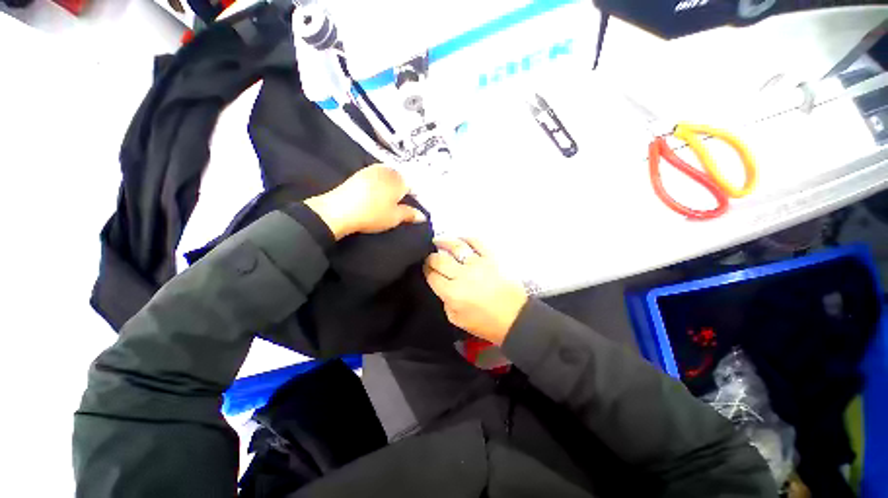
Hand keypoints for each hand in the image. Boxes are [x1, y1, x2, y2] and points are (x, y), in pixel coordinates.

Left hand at [304, 165, 426, 239]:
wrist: (339, 210)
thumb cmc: (372, 214)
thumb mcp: (394, 217)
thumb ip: (410, 214)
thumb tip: (422, 216)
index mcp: (400, 179)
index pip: (414, 184)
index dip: (416, 195)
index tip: (414, 204)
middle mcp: (388, 170)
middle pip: (402, 177)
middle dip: (405, 188)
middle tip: (403, 202)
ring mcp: (373, 169)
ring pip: (389, 175)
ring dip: (392, 185)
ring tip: (391, 199)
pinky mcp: (360, 173)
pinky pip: (377, 176)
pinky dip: (381, 183)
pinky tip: (377, 193)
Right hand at [423, 238, 527, 344]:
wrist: (515, 318)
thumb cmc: (485, 323)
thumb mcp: (457, 319)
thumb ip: (445, 301)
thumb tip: (442, 286)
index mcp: (452, 292)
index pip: (432, 276)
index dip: (426, 270)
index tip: (426, 269)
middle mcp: (462, 275)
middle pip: (439, 259)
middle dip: (431, 257)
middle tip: (430, 258)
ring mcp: (478, 263)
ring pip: (455, 247)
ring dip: (443, 242)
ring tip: (437, 241)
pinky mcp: (491, 257)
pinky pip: (476, 242)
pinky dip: (466, 238)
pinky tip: (459, 239)